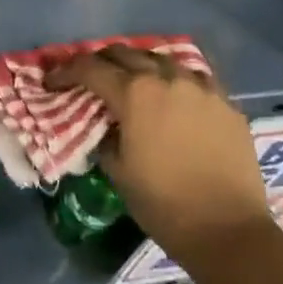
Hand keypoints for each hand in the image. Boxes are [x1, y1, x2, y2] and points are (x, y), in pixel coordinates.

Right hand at [47, 46, 269, 270]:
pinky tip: (175, 96)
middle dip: (101, 61)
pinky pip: (194, 77)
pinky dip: (176, 80)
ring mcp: (199, 86)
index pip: (89, 68)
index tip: (53, 82)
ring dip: (140, 65)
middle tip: (90, 77)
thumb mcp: (118, 172)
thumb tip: (105, 125)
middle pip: (124, 52)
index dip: (66, 71)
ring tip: (134, 81)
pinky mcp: (225, 101)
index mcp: (134, 93)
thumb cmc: (165, 204)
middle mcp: (165, 77)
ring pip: (161, 58)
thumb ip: (105, 137)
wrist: (229, 231)